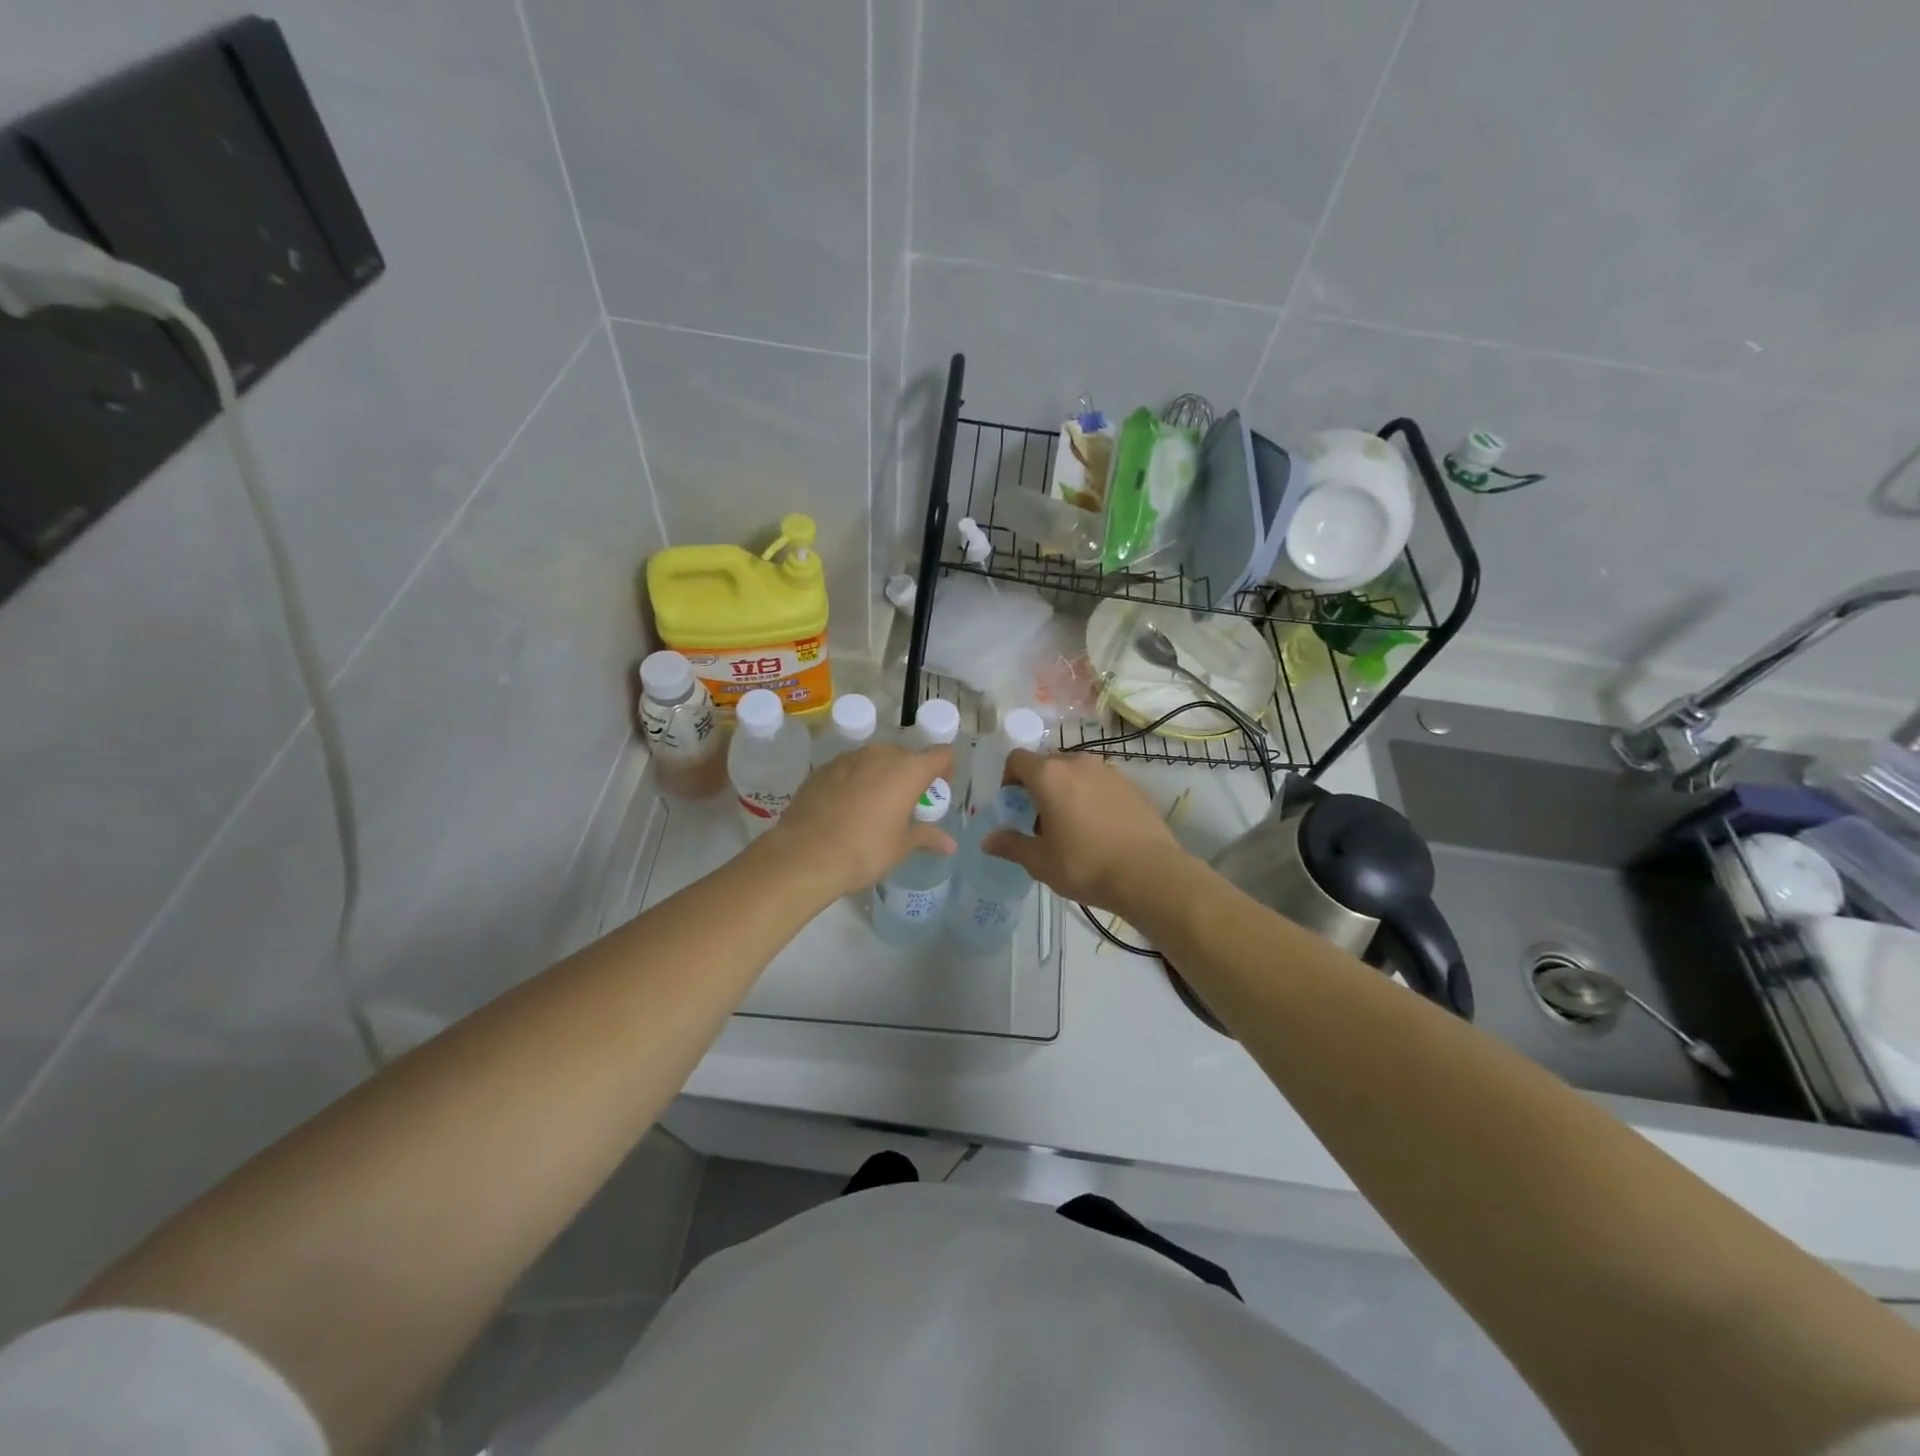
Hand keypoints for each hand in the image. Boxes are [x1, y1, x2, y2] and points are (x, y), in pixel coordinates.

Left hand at [768, 742, 956, 896]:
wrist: (806, 854)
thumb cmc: (865, 850)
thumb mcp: (900, 847)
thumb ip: (926, 837)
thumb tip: (950, 844)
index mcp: (908, 770)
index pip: (941, 754)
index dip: (946, 769)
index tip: (938, 789)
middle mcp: (881, 754)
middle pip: (906, 756)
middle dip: (910, 775)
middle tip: (905, 803)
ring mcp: (849, 758)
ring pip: (875, 760)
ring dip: (881, 776)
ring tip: (874, 806)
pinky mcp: (823, 768)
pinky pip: (849, 769)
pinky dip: (854, 781)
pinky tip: (845, 808)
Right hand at [982, 750, 1189, 911]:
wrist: (1149, 873)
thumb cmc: (1085, 864)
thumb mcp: (1040, 861)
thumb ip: (1011, 845)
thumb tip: (987, 840)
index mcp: (1049, 775)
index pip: (1017, 759)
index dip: (1008, 780)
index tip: (1013, 807)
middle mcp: (1077, 763)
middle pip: (1047, 764)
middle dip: (1037, 787)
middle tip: (1039, 821)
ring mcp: (1108, 771)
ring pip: (1075, 772)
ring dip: (1065, 790)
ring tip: (1070, 825)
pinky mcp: (1131, 784)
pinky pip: (1099, 782)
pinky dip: (1090, 796)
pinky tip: (1098, 828)